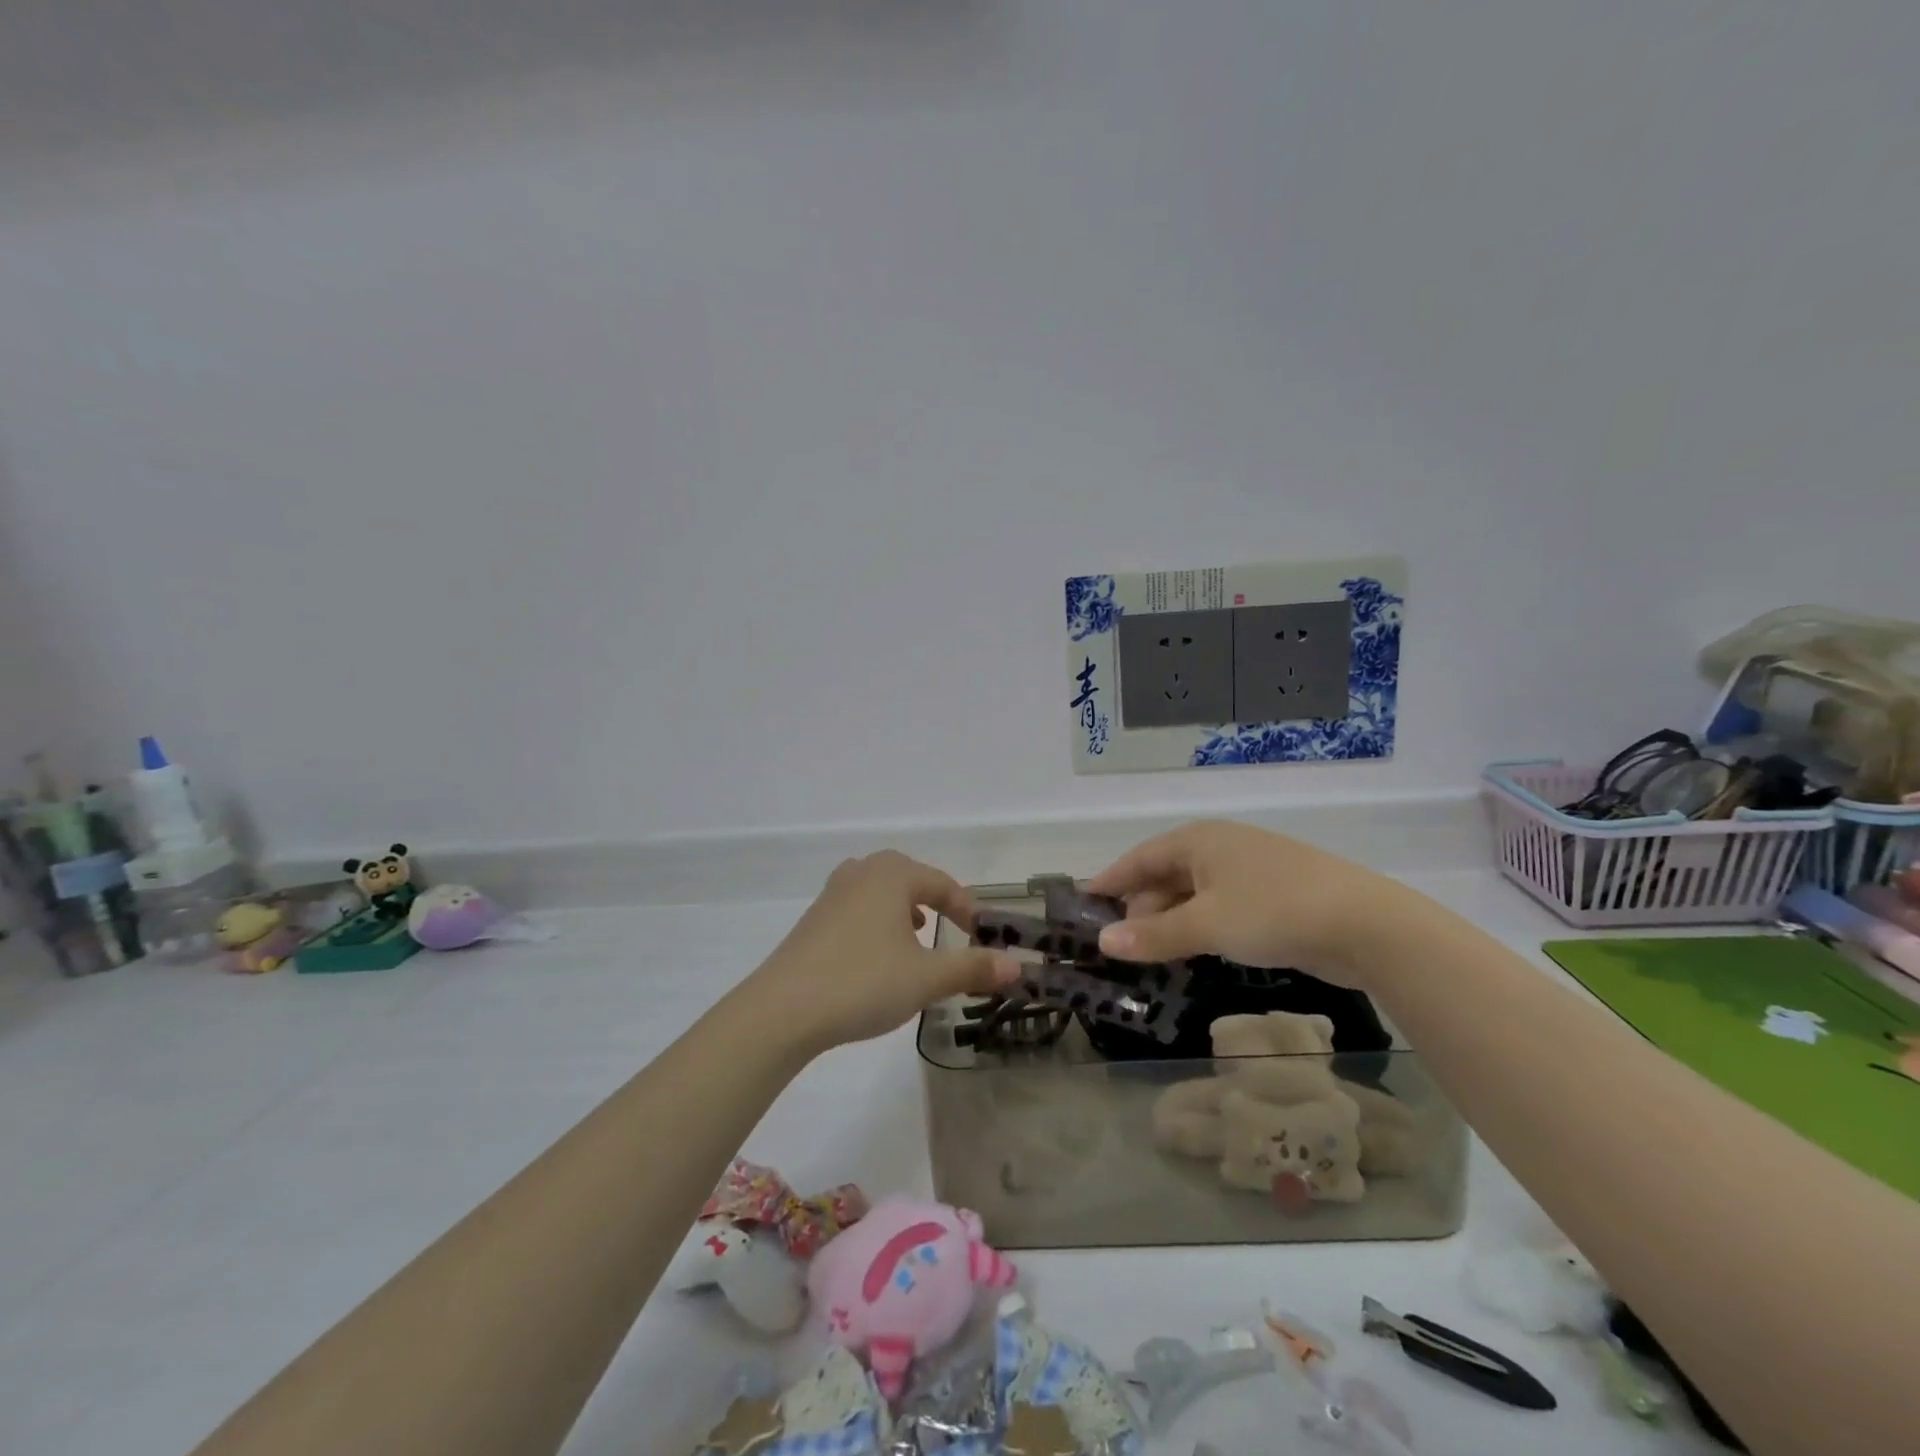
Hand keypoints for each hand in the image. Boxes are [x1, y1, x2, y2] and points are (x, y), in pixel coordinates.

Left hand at [741, 851, 1019, 1055]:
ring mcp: (832, 895)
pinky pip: (857, 909)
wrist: (783, 1008)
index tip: (982, 934)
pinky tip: (877, 955)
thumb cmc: (863, 981)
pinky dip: (877, 923)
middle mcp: (861, 873)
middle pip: (908, 878)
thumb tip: (1018, 966)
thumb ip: (972, 968)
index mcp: (892, 875)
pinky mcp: (813, 920)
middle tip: (950, 928)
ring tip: (916, 937)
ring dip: (903, 910)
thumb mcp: (927, 978)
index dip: (967, 907)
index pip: (941, 883)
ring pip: (879, 891)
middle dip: (933, 901)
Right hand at [1085, 821, 1399, 991]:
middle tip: (1117, 943)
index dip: (1110, 880)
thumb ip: (1153, 935)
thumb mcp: (1206, 926)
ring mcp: (1250, 870)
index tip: (1083, 902)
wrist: (1366, 925)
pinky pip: (1220, 907)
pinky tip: (1194, 950)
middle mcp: (1221, 847)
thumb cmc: (1273, 912)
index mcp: (1199, 840)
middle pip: (1166, 875)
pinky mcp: (1274, 896)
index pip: (1140, 858)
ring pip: (1194, 894)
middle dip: (1141, 907)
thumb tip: (1103, 941)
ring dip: (1170, 921)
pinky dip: (1200, 927)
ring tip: (1150, 952)